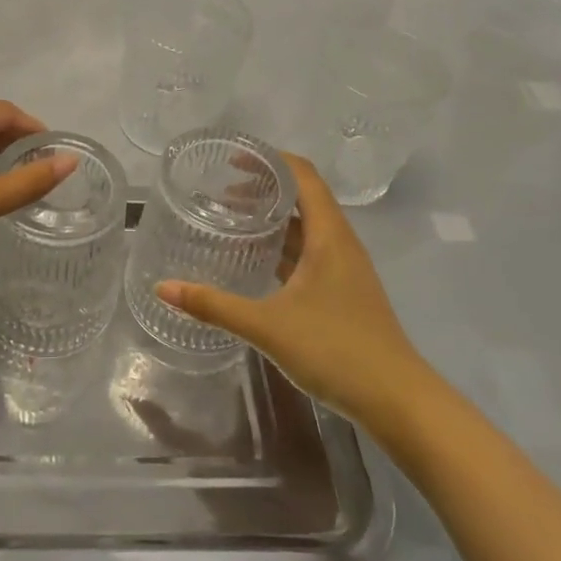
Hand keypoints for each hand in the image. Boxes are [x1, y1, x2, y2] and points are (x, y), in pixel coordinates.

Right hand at [156, 154, 427, 422]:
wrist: (398, 402)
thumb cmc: (336, 350)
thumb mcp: (267, 326)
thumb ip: (214, 305)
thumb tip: (162, 288)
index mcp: (329, 235)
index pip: (302, 175)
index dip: (270, 160)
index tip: (233, 159)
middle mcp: (340, 243)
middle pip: (304, 197)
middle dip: (265, 188)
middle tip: (222, 191)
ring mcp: (345, 269)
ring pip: (307, 227)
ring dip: (274, 218)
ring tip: (233, 219)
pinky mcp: (344, 293)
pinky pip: (311, 253)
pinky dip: (284, 246)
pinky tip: (258, 261)